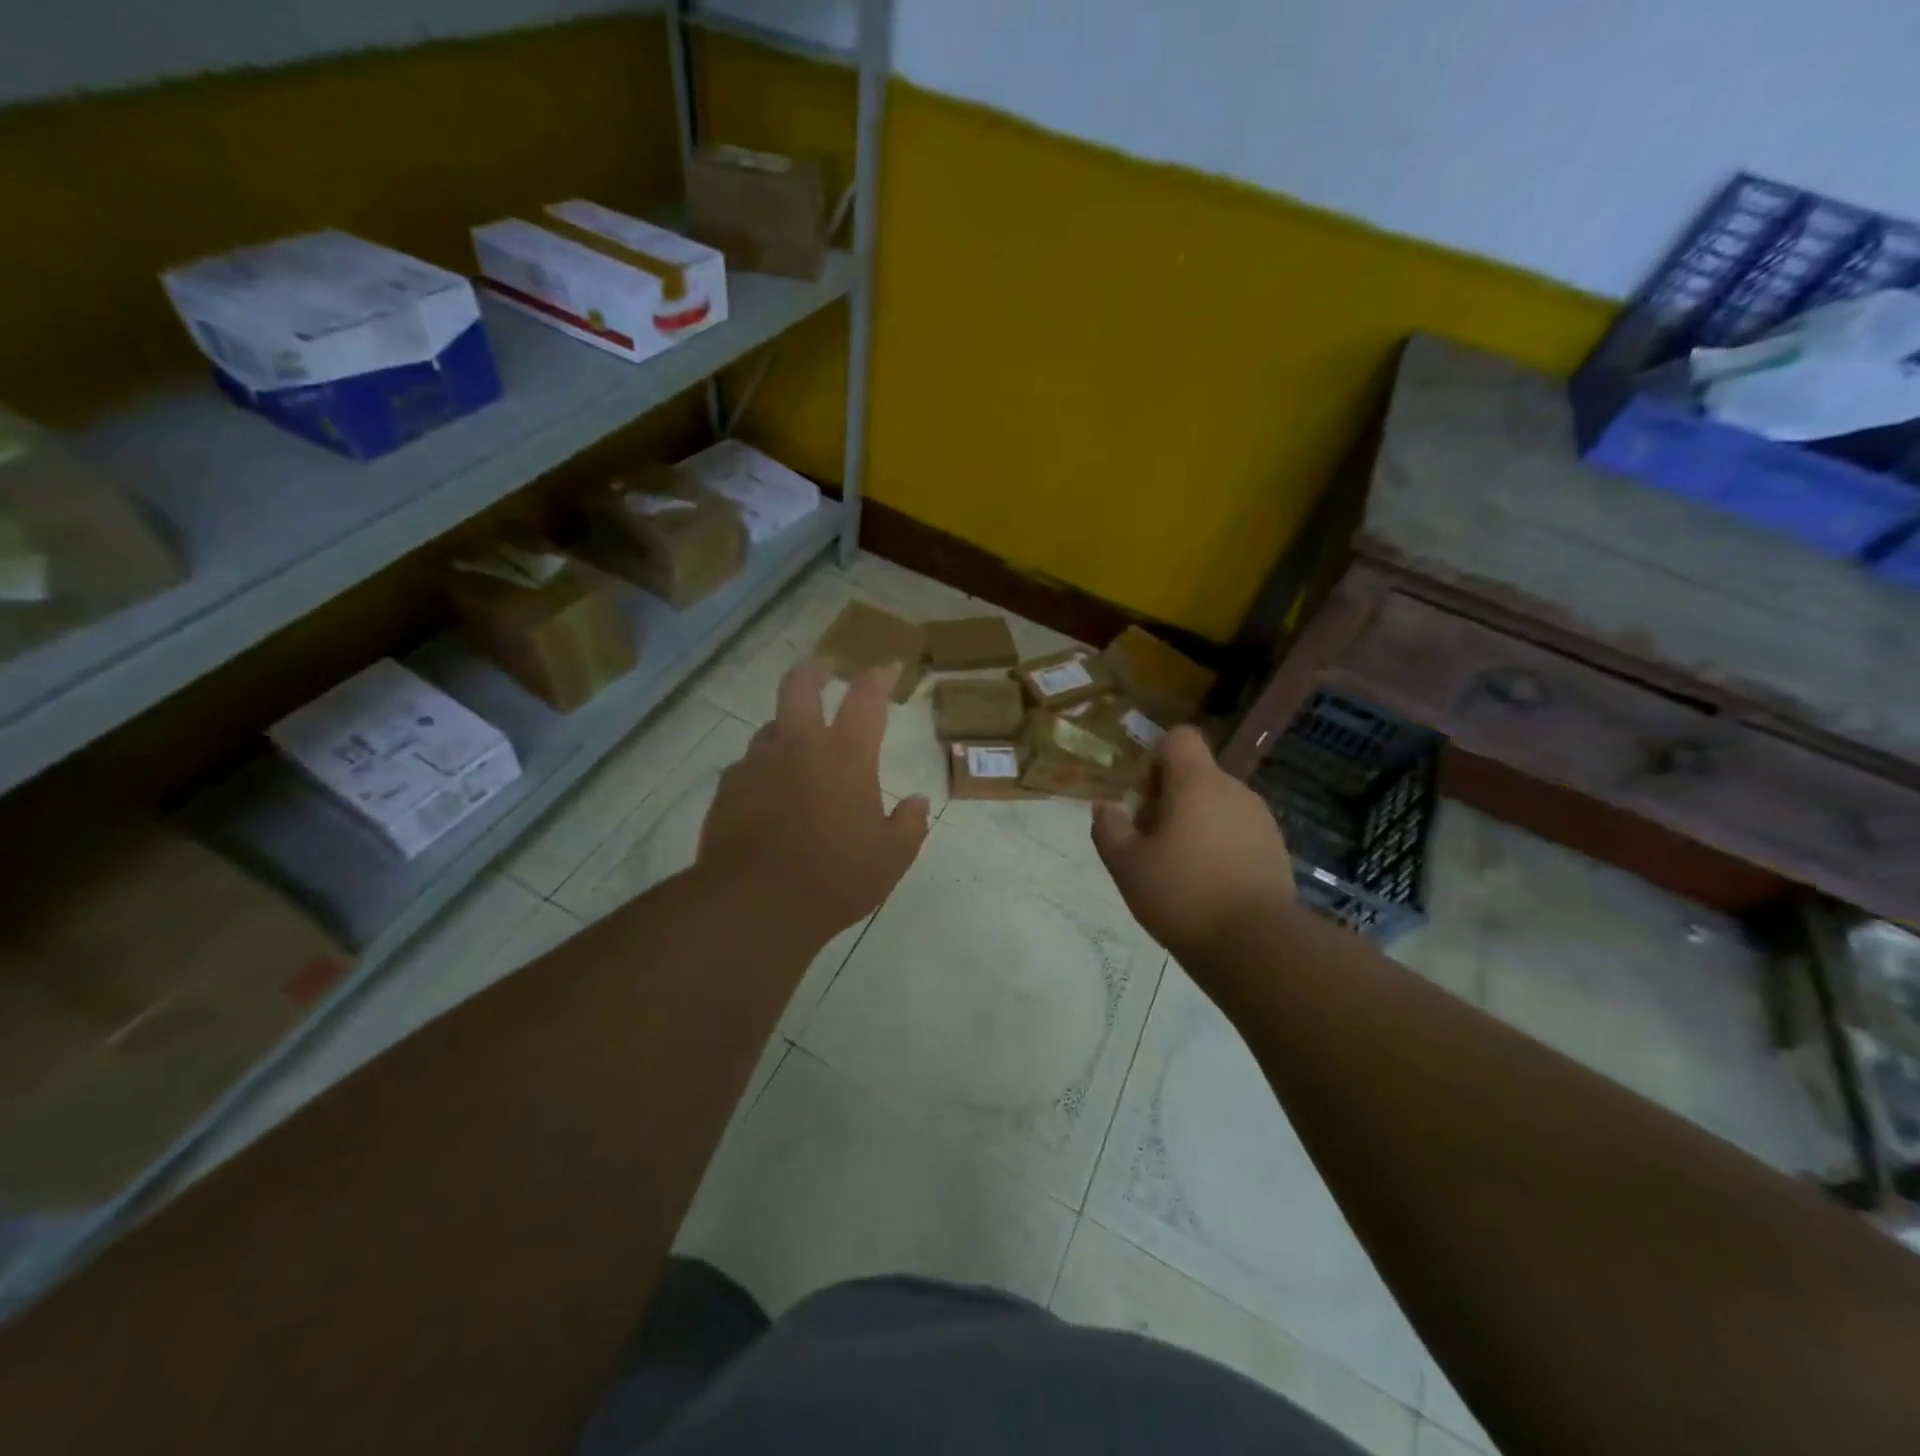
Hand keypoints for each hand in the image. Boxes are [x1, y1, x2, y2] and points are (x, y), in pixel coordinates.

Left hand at [698, 657, 930, 946]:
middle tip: (824, 669)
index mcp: (846, 756)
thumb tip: (918, 802)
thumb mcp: (891, 858)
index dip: (878, 678)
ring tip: (796, 744)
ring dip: (786, 726)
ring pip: (770, 726)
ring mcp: (758, 764)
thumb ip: (910, 825)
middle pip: (800, 686)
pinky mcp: (728, 788)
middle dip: (814, 671)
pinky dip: (762, 768)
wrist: (754, 903)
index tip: (886, 667)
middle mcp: (799, 746)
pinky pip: (747, 765)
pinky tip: (766, 791)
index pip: (866, 699)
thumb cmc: (835, 877)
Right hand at [1091, 726, 1297, 968]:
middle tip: (1150, 843)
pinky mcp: (1276, 850)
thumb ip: (1109, 829)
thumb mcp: (1126, 864)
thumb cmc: (1182, 894)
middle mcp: (1234, 791)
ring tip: (1177, 869)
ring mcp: (1260, 820)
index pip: (1179, 738)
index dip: (1155, 758)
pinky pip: (1237, 832)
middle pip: (1195, 775)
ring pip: (1216, 805)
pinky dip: (1219, 846)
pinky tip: (1207, 886)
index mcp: (1198, 783)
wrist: (1256, 944)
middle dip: (1168, 800)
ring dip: (1193, 824)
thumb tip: (1104, 807)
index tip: (1142, 798)